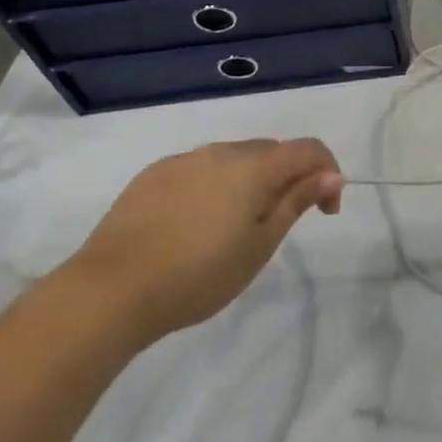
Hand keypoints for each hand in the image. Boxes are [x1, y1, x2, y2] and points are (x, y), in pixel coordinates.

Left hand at [61, 139, 342, 347]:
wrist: (109, 291)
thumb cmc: (198, 275)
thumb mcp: (259, 246)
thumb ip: (296, 202)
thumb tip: (332, 174)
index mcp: (254, 167)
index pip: (308, 150)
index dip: (327, 172)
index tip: (325, 212)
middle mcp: (221, 152)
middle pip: (271, 152)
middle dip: (288, 178)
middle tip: (281, 223)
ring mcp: (184, 160)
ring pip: (234, 159)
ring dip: (250, 181)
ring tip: (235, 226)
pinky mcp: (154, 174)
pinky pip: (200, 169)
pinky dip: (214, 185)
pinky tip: (196, 223)